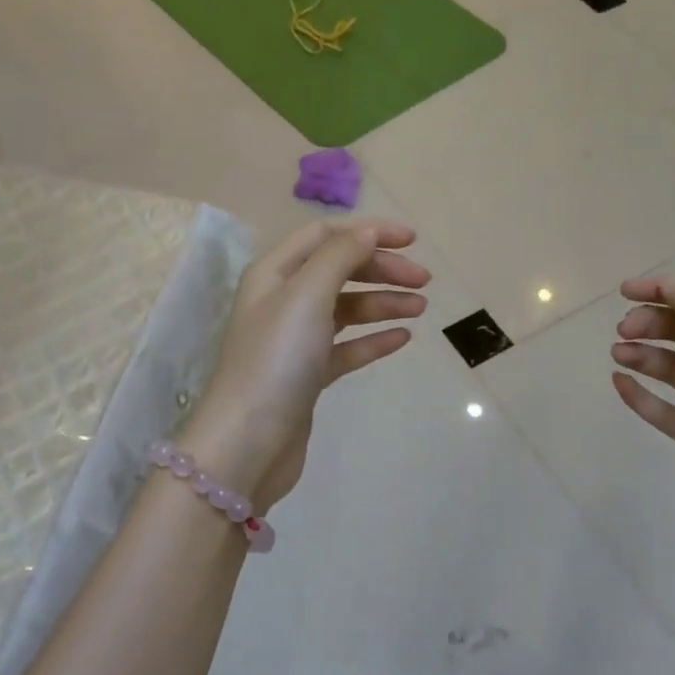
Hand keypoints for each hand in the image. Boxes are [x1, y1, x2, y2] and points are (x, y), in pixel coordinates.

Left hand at [184, 219, 428, 513]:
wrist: (249, 442)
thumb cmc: (276, 359)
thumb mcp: (307, 295)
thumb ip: (339, 256)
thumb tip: (368, 231)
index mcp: (274, 273)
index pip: (324, 236)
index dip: (367, 231)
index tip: (411, 240)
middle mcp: (282, 301)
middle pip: (338, 270)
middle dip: (381, 269)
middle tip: (424, 280)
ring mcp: (294, 340)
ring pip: (346, 309)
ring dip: (383, 303)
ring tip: (421, 309)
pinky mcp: (307, 375)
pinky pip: (346, 347)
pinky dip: (373, 339)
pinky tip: (402, 338)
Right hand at [611, 278, 674, 566]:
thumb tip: (665, 286)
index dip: (662, 291)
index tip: (623, 292)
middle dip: (651, 323)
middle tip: (622, 331)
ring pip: (672, 369)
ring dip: (643, 355)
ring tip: (617, 354)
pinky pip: (664, 409)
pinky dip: (640, 395)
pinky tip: (618, 383)